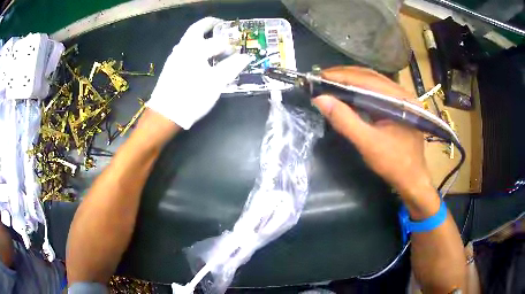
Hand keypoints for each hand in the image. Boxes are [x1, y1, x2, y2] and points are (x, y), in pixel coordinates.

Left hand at [147, 17, 250, 129]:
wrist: (166, 114)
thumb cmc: (192, 97)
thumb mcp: (216, 82)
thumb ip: (232, 67)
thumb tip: (246, 57)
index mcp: (195, 49)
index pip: (218, 42)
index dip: (230, 45)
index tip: (238, 49)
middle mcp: (183, 48)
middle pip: (196, 29)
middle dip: (209, 24)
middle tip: (220, 24)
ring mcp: (174, 57)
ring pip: (189, 39)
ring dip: (201, 35)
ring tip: (212, 41)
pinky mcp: (170, 66)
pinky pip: (184, 49)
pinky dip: (194, 46)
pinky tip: (200, 57)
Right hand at [313, 66, 435, 203]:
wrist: (412, 179)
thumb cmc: (393, 163)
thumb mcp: (367, 143)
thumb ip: (344, 120)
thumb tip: (320, 99)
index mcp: (399, 99)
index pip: (366, 79)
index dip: (341, 76)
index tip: (319, 77)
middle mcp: (402, 93)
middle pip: (370, 76)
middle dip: (345, 75)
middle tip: (322, 78)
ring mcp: (401, 99)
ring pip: (373, 82)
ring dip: (351, 81)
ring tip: (331, 82)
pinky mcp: (398, 107)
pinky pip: (376, 92)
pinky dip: (359, 90)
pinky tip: (348, 93)